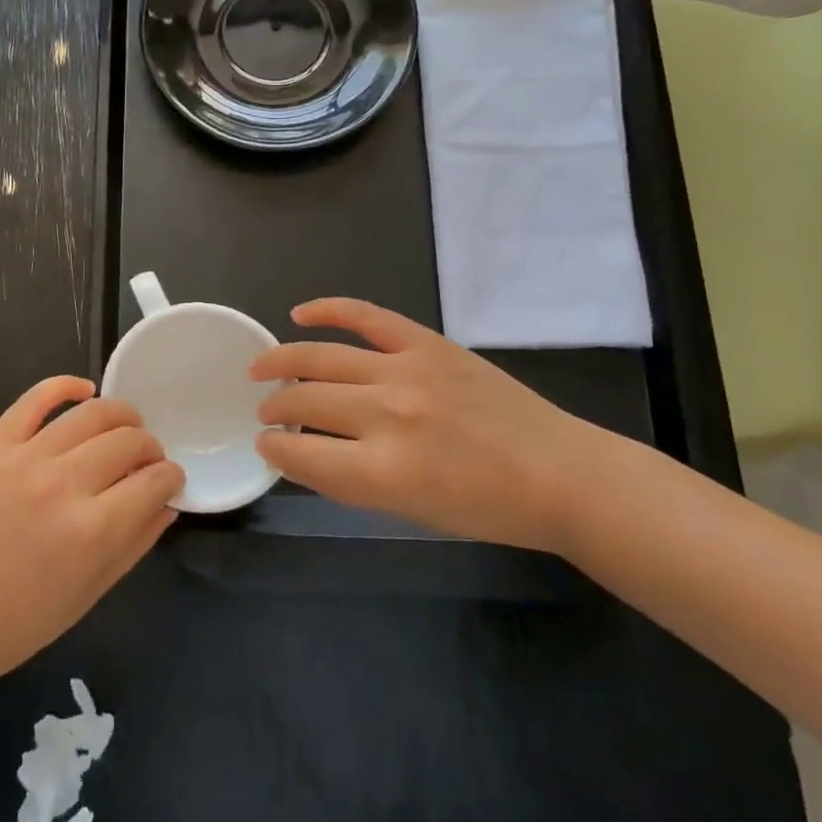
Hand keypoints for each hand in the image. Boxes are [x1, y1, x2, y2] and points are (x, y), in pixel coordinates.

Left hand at [0, 377, 183, 688]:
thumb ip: (136, 542)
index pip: (154, 481)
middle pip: (128, 441)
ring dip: (121, 416)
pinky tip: (84, 390)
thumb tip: (168, 502)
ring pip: (91, 413)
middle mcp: (64, 484)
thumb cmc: (22, 620)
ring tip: (125, 428)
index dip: (172, 477)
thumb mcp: (92, 592)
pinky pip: (34, 399)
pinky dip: (64, 386)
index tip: (170, 480)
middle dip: (151, 448)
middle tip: (147, 461)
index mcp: (93, 530)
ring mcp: (25, 458)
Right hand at [250, 299, 600, 552]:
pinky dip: (328, 310)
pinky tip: (299, 314)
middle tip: (266, 411)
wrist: (560, 474)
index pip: (300, 455)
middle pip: (304, 402)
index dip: (273, 449)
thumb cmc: (485, 509)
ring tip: (261, 368)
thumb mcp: (409, 511)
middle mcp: (387, 415)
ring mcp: (406, 370)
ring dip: (282, 362)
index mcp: (383, 472)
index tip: (265, 444)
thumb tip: (301, 452)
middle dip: (274, 408)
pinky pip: (365, 315)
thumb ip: (350, 480)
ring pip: (321, 357)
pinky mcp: (427, 343)